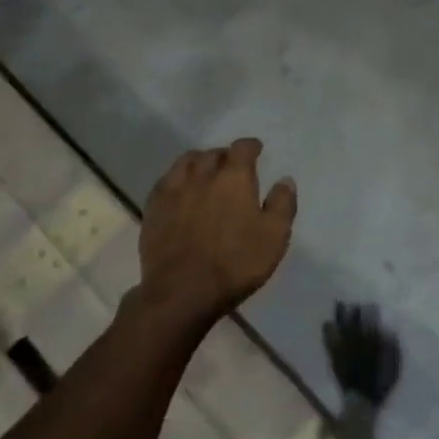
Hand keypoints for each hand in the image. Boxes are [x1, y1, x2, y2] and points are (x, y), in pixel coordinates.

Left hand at [137, 138, 296, 329]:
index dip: (250, 146)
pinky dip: (177, 179)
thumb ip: (282, 204)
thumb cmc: (235, 263)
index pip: (242, 148)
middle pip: (212, 153)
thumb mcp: (274, 237)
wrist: (182, 292)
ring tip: (204, 172)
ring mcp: (173, 190)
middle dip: (225, 155)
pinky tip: (180, 190)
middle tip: (231, 166)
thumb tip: (285, 180)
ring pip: (185, 162)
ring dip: (198, 162)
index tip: (256, 150)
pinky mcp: (153, 209)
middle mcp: (202, 175)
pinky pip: (165, 181)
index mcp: (233, 178)